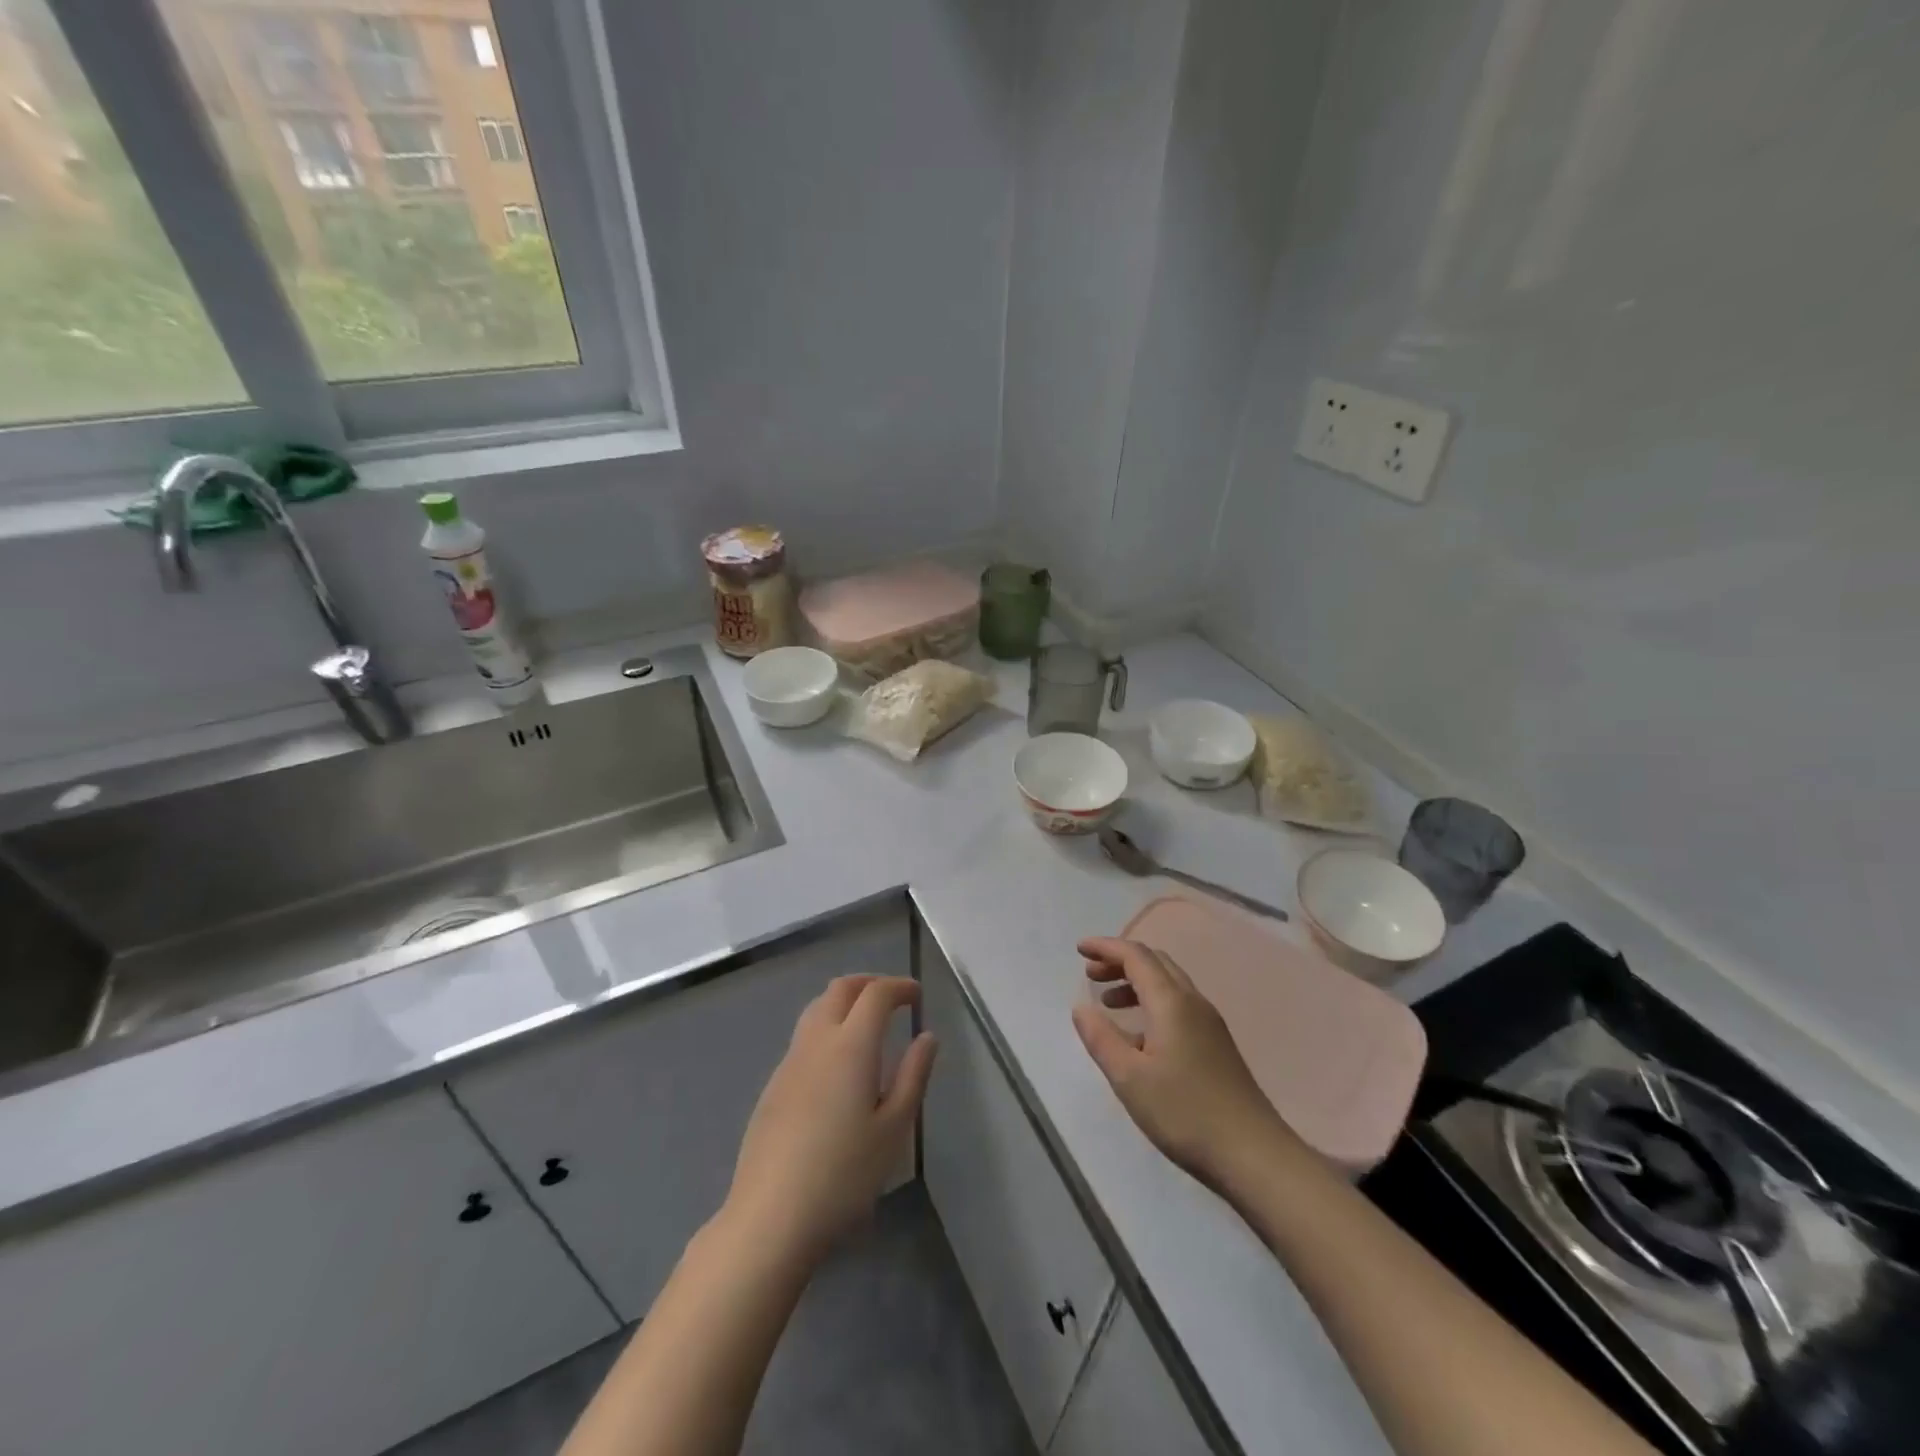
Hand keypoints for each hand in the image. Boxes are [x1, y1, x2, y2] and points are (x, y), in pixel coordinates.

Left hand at [723, 975, 936, 1263]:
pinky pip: (804, 1037)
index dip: (899, 986)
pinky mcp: (773, 1086)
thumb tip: (927, 1037)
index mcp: (851, 1045)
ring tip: (868, 1025)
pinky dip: (827, 1028)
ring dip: (845, 1002)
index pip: (876, 994)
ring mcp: (789, 1062)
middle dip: (870, 984)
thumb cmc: (843, 1175)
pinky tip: (839, 1065)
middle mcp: (816, 1041)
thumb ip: (913, 1075)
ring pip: (817, 1008)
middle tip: (894, 999)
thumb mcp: (893, 1129)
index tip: (918, 995)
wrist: (770, 1217)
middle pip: (840, 989)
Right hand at [1071, 938, 1292, 1188]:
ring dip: (1136, 982)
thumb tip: (1081, 1008)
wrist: (1254, 1155)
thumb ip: (1101, 1038)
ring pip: (1169, 984)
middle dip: (1120, 961)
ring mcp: (1209, 1023)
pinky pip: (1178, 1005)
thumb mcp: (1129, 1078)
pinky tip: (1138, 1037)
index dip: (1105, 947)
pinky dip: (1152, 1003)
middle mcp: (1193, 1002)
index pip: (1136, 956)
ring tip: (1109, 1003)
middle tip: (1090, 974)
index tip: (1078, 949)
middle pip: (1155, 962)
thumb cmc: (1185, 1113)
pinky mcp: (1217, 1045)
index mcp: (1171, 1002)